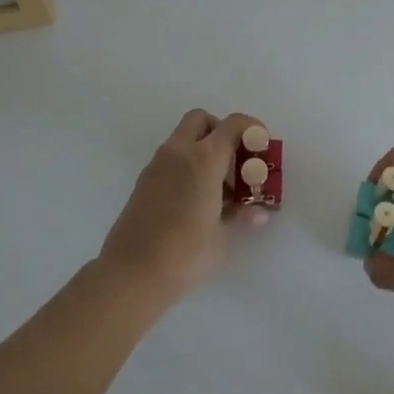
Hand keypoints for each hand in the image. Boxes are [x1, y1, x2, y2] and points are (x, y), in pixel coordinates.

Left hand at [97, 109, 255, 305]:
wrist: (131, 273)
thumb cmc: (184, 253)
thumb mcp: (221, 236)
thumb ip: (239, 216)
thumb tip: (257, 212)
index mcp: (203, 158)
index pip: (233, 125)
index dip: (252, 130)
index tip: (262, 148)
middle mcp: (178, 152)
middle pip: (202, 120)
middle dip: (222, 132)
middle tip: (235, 162)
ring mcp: (157, 165)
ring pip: (184, 139)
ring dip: (204, 150)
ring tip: (219, 188)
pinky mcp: (144, 181)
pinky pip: (171, 159)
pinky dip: (187, 165)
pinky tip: (196, 200)